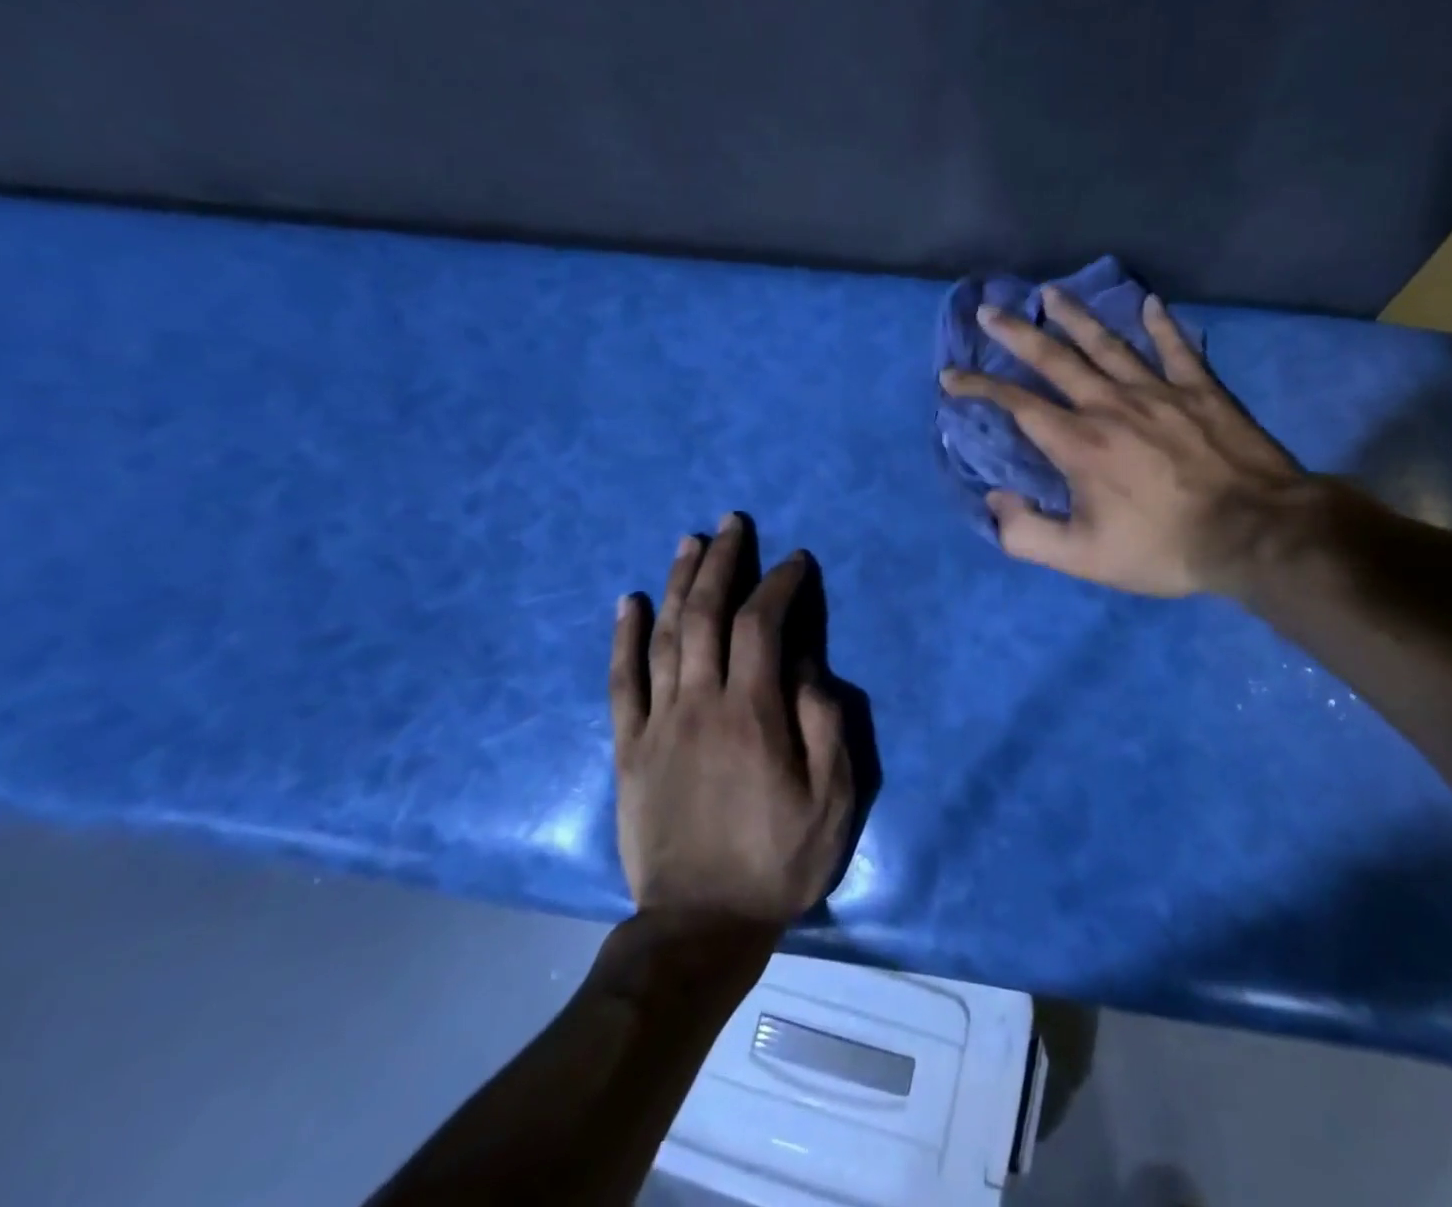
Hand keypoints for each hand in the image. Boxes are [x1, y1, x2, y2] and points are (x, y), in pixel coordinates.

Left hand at [609, 515, 853, 923]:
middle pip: (706, 615)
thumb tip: (807, 664)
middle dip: (722, 562)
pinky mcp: (628, 748)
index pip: (762, 626)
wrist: (699, 927)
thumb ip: (824, 724)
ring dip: (676, 583)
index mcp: (752, 714)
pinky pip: (620, 682)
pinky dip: (622, 637)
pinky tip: (625, 601)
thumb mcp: (831, 799)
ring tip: (688, 541)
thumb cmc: (777, 860)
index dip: (779, 585)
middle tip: (732, 523)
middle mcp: (699, 705)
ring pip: (663, 636)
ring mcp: (657, 724)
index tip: (795, 561)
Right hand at [940, 287, 1328, 597]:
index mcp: (1079, 443)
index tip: (952, 376)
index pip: (1017, 405)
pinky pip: (1176, 348)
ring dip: (1075, 316)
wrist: (1255, 533)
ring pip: (1108, 343)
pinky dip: (1162, 324)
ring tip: (1050, 293)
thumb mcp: (1083, 559)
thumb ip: (1027, 534)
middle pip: (1055, 359)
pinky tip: (1150, 303)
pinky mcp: (1202, 391)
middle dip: (1016, 333)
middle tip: (989, 311)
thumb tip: (996, 501)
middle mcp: (1110, 405)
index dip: (980, 388)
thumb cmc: (1164, 547)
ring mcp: (1159, 391)